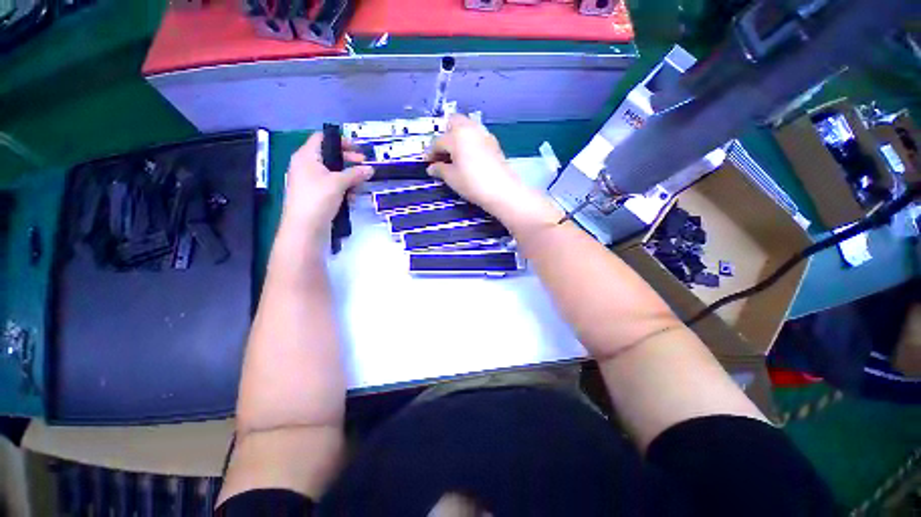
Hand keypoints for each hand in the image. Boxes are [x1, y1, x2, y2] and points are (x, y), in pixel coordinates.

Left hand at [281, 132, 372, 242]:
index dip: (340, 141)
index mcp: (306, 156)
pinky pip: (333, 187)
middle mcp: (306, 166)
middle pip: (330, 157)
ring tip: (359, 188)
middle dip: (349, 162)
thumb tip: (370, 169)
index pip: (322, 138)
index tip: (358, 149)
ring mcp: (311, 182)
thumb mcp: (338, 182)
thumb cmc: (317, 198)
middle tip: (365, 167)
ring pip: (334, 174)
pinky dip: (343, 190)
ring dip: (349, 179)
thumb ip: (355, 173)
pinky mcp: (317, 196)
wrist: (304, 228)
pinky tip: (352, 200)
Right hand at [426, 115, 526, 213]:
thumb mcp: (452, 178)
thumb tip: (432, 167)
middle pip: (453, 122)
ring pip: (467, 126)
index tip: (427, 162)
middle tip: (442, 153)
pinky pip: (477, 135)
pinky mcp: (494, 143)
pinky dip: (470, 141)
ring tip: (455, 154)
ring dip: (458, 136)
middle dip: (445, 135)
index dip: (430, 152)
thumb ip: (440, 170)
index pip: (438, 141)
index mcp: (456, 136)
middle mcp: (470, 129)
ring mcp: (484, 134)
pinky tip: (469, 156)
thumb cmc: (472, 183)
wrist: (502, 190)